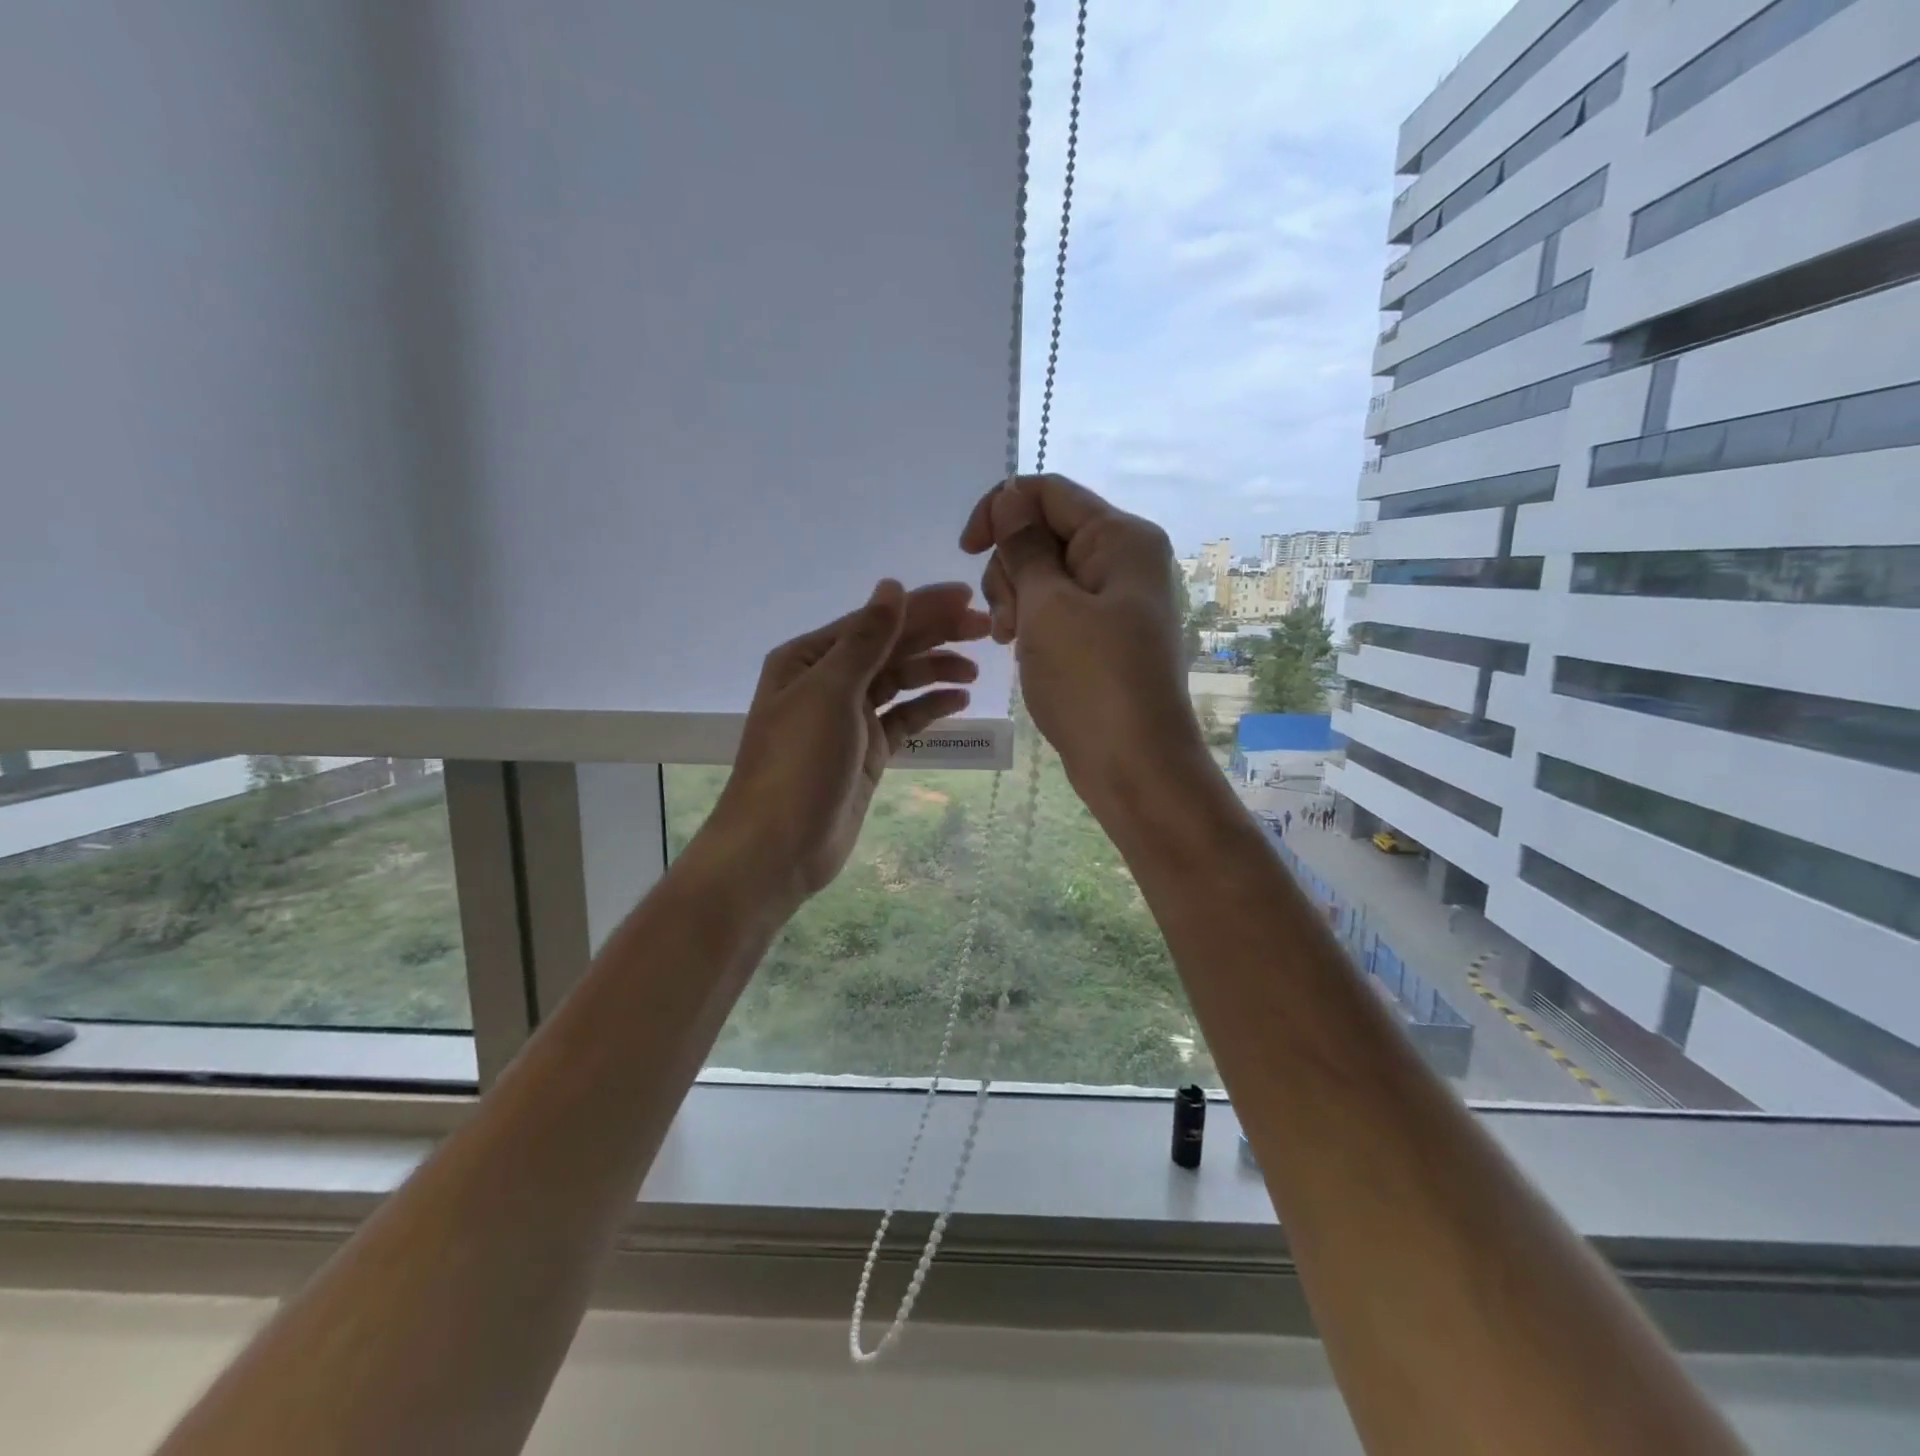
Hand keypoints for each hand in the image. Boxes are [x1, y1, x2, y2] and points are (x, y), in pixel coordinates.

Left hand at [696, 580, 989, 907]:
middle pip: (890, 647)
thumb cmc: (799, 762)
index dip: (921, 606)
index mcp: (810, 658)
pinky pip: (903, 718)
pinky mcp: (866, 751)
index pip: (875, 621)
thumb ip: (867, 639)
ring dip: (935, 670)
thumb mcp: (832, 692)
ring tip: (976, 669)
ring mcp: (848, 718)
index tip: (967, 597)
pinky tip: (959, 700)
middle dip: (936, 634)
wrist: (780, 846)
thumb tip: (891, 585)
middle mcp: (828, 681)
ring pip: (899, 681)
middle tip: (986, 628)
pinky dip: (929, 707)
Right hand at [960, 474, 1204, 807]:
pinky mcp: (1106, 633)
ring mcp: (1116, 599)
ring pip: (1045, 573)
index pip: (1048, 492)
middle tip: (1006, 618)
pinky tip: (1019, 648)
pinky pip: (1058, 607)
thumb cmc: (1091, 680)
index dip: (1000, 510)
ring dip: (1016, 598)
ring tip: (1010, 640)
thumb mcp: (1047, 607)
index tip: (966, 549)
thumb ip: (1024, 547)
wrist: (1135, 764)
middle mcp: (1124, 558)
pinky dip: (1032, 621)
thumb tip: (1010, 497)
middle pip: (1045, 532)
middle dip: (1010, 566)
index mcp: (1120, 537)